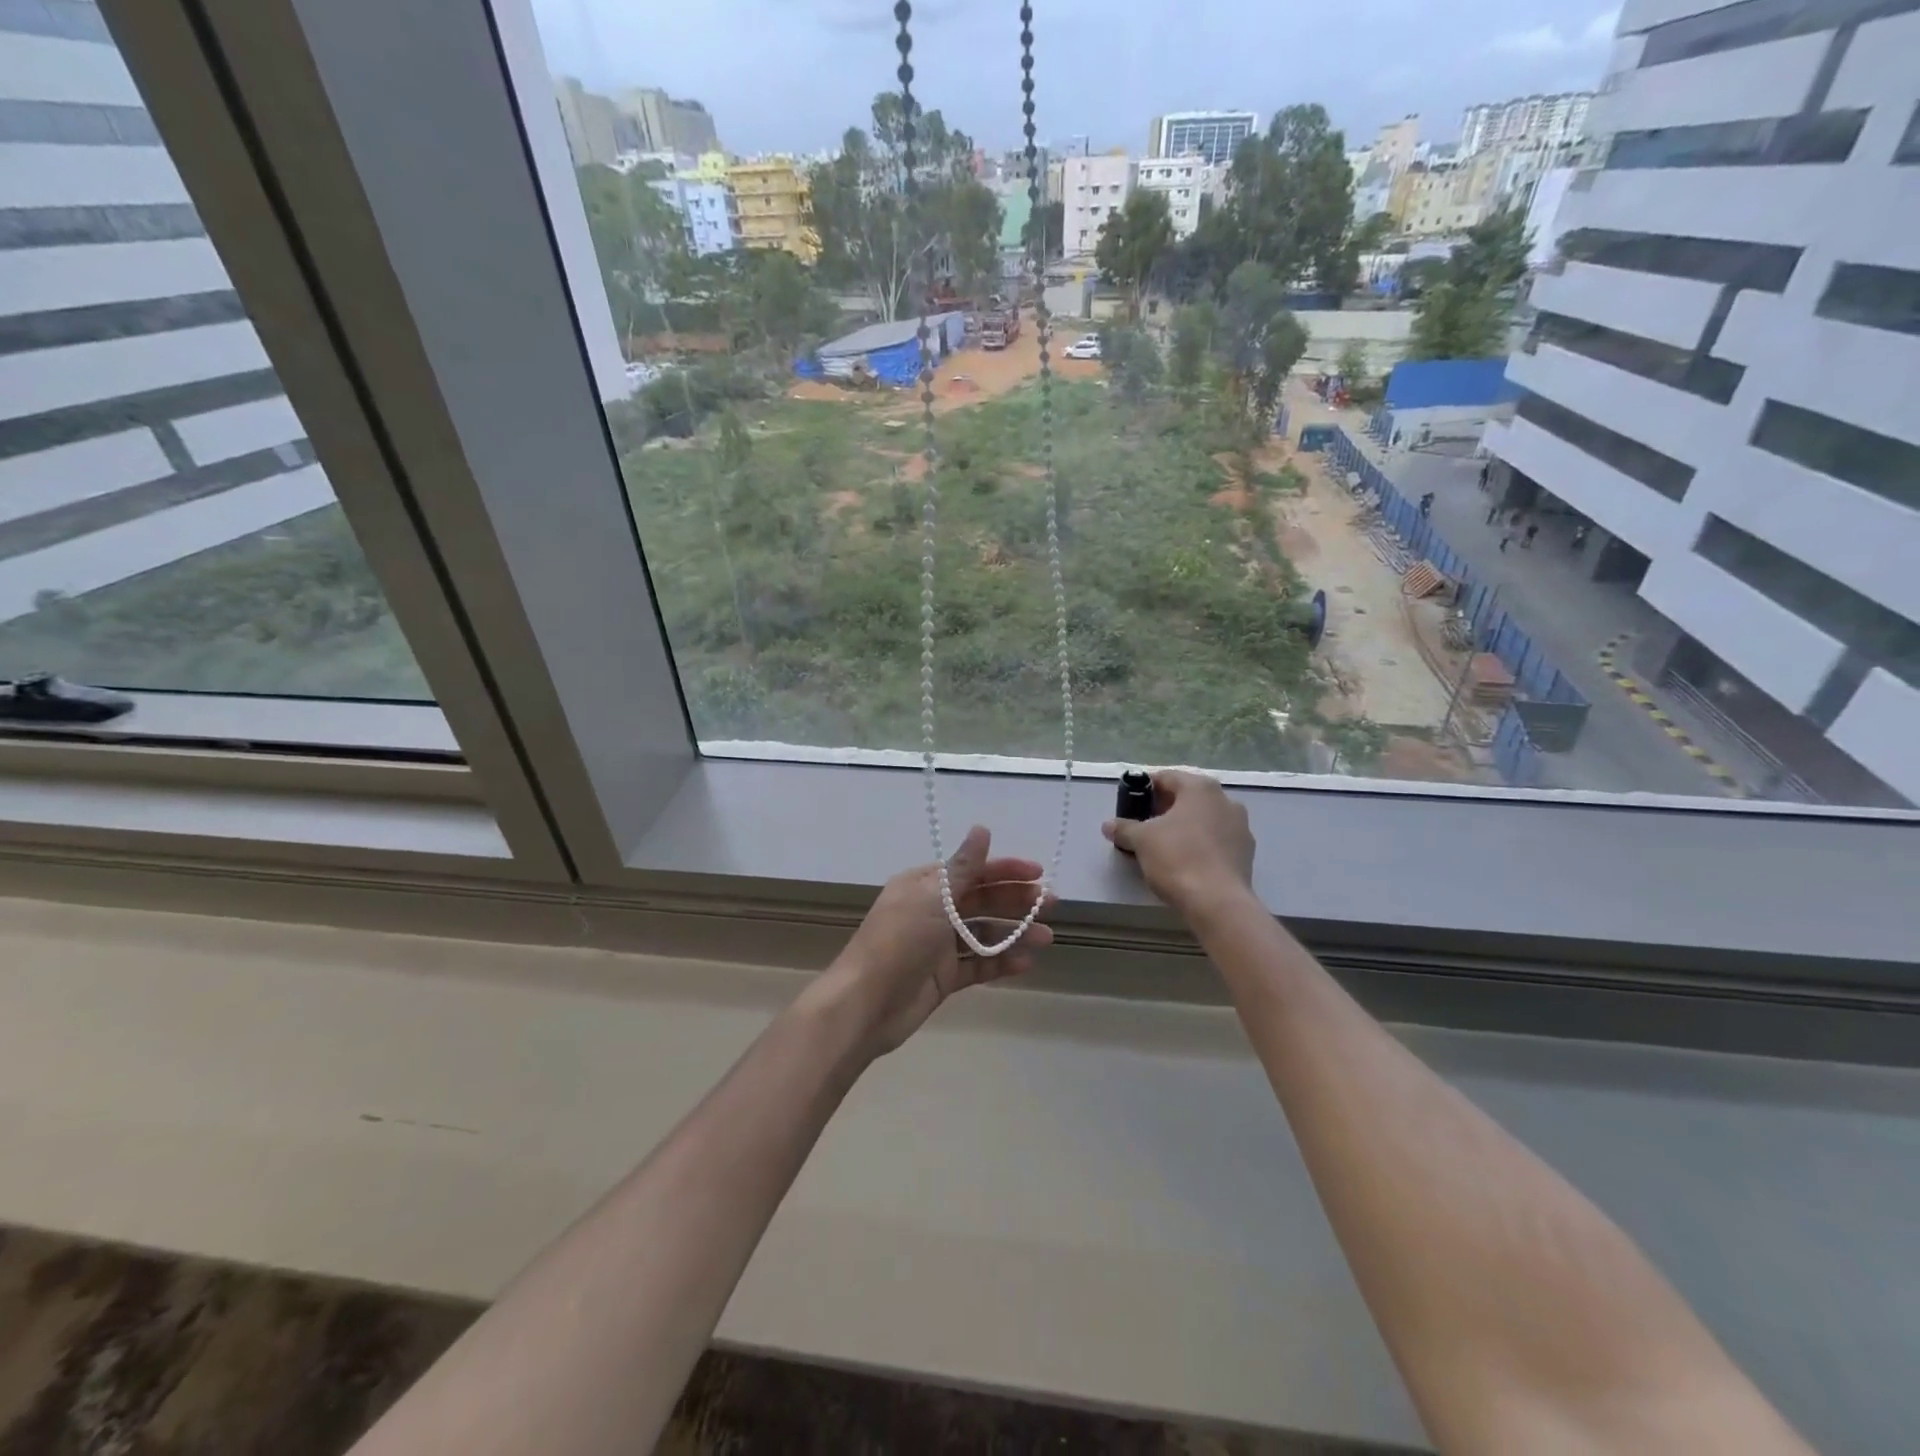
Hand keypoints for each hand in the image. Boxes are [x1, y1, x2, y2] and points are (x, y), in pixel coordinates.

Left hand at [814, 825, 1054, 1058]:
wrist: (866, 1004)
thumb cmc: (899, 941)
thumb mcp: (933, 897)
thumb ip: (963, 867)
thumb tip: (982, 828)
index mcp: (924, 885)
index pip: (971, 870)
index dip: (1004, 870)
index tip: (1038, 873)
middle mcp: (932, 911)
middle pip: (981, 901)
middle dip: (1015, 901)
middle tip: (1051, 904)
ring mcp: (938, 946)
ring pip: (983, 933)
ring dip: (1014, 933)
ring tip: (1046, 938)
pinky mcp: (943, 978)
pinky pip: (977, 965)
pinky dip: (1000, 962)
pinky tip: (1025, 962)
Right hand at [1101, 769, 1255, 918]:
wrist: (1217, 902)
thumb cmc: (1177, 859)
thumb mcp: (1141, 840)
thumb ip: (1124, 828)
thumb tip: (1108, 825)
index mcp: (1200, 788)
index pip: (1166, 778)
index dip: (1144, 789)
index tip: (1130, 804)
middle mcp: (1225, 800)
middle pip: (1187, 797)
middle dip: (1164, 809)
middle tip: (1142, 825)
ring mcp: (1240, 826)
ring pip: (1203, 819)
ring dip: (1183, 827)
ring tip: (1162, 845)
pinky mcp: (1246, 852)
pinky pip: (1216, 840)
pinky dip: (1199, 844)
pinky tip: (1185, 861)